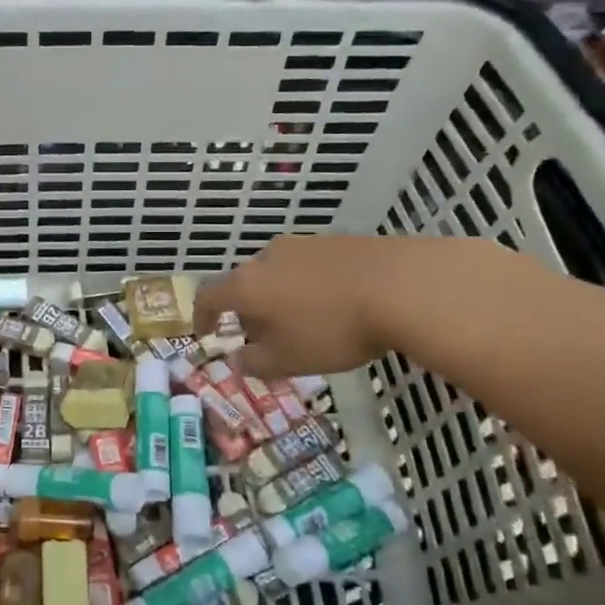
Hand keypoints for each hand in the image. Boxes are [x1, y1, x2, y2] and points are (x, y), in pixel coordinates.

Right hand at [195, 234, 529, 377]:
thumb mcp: (288, 360)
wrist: (402, 285)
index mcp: (247, 285)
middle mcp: (267, 257)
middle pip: (246, 284)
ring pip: (279, 274)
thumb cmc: (332, 329)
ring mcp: (303, 244)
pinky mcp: (336, 242)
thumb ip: (255, 362)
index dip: (202, 317)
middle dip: (250, 312)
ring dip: (281, 299)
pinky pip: (309, 268)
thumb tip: (237, 359)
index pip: (209, 297)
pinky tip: (335, 307)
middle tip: (266, 339)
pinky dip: (310, 288)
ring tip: (305, 325)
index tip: (206, 335)